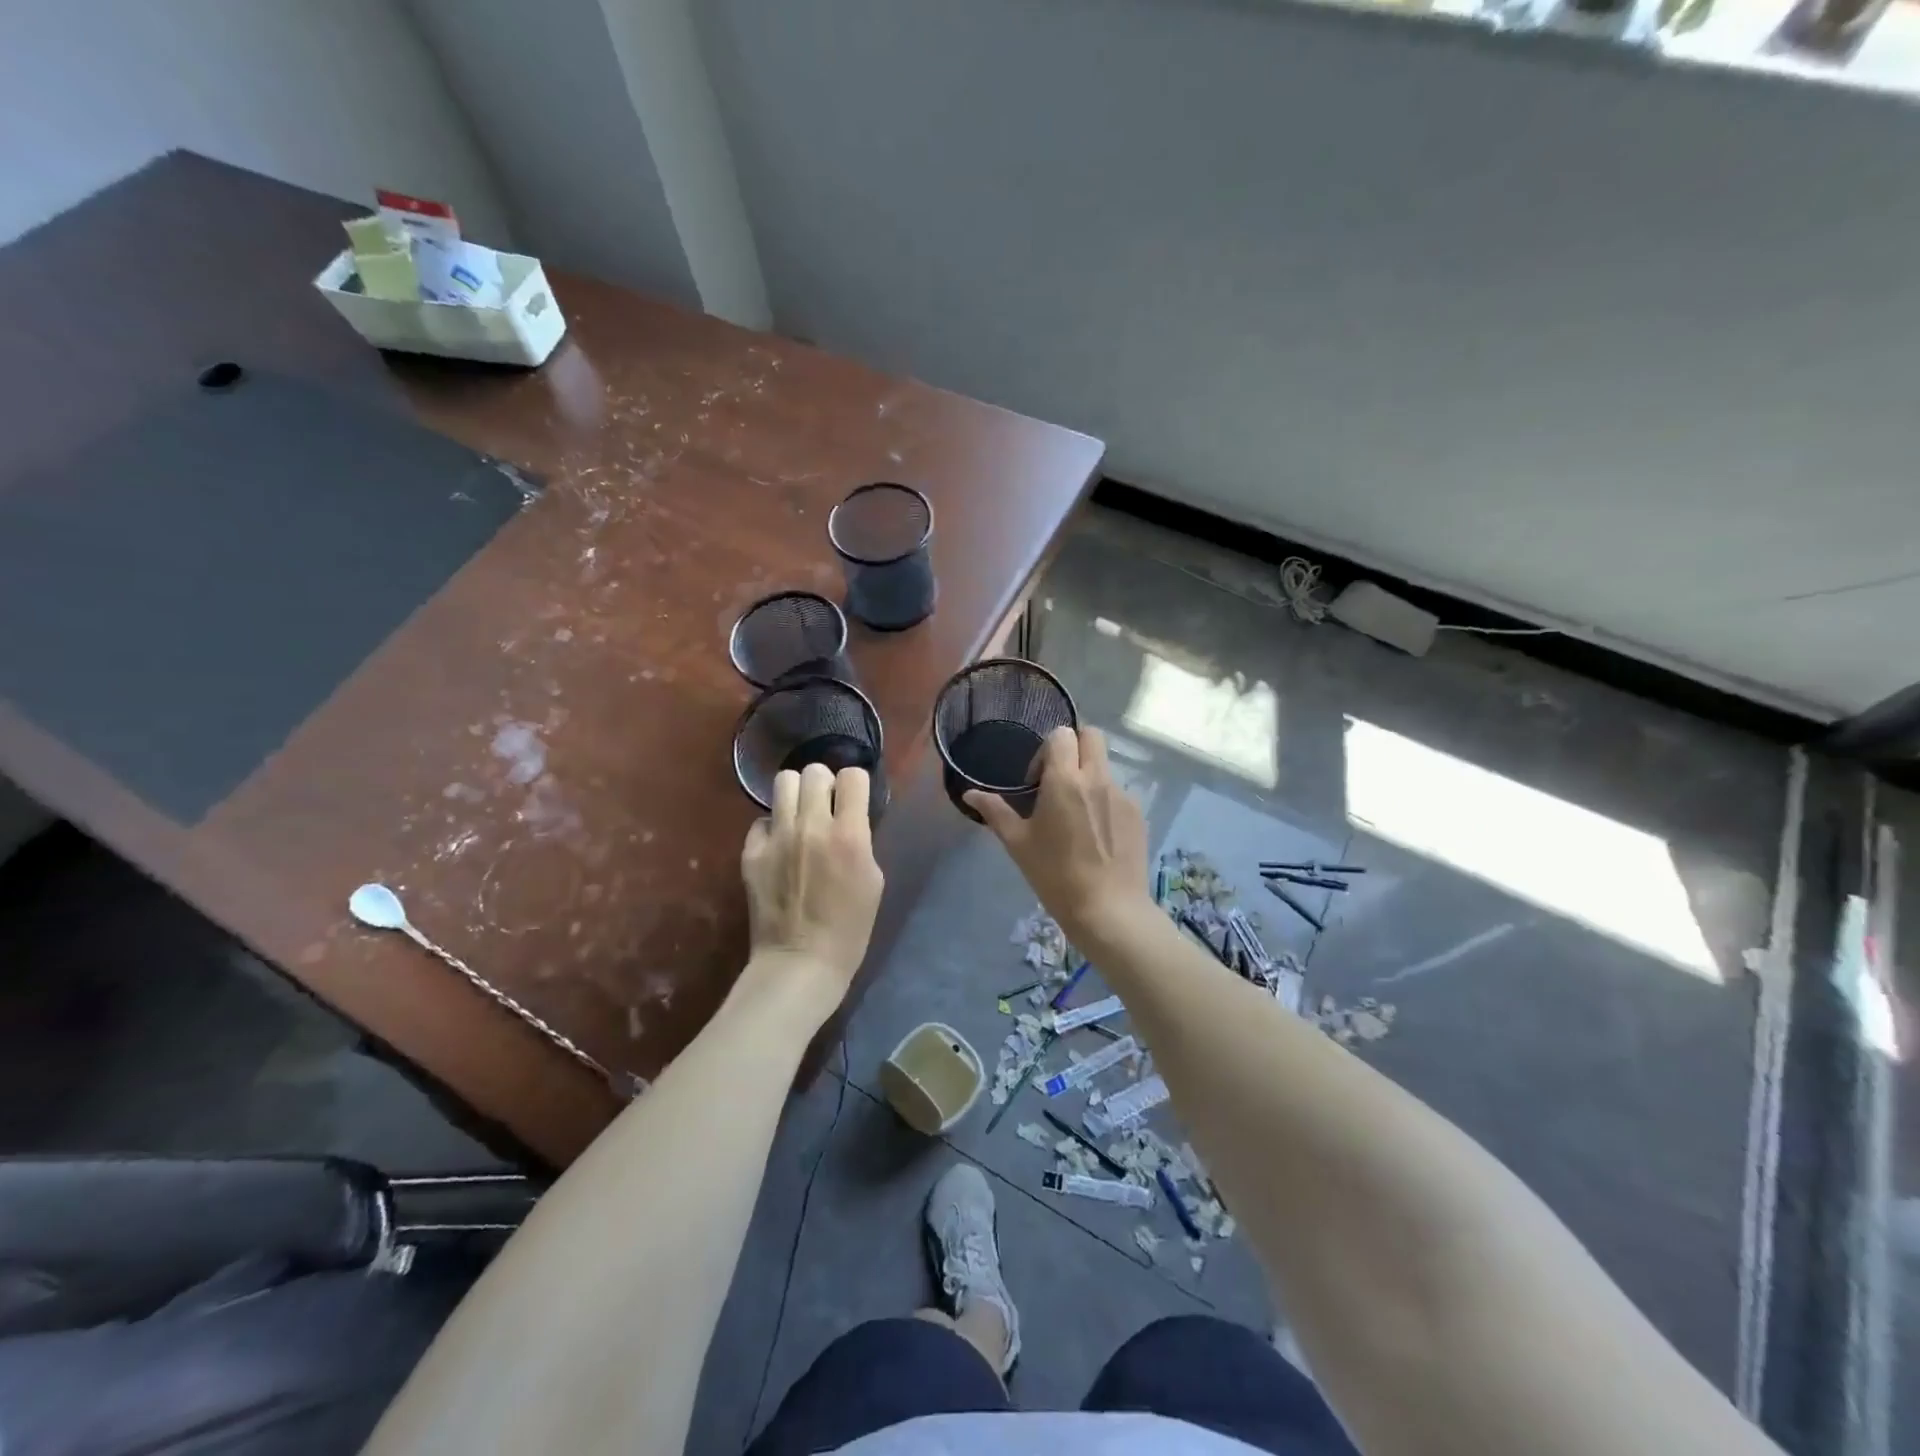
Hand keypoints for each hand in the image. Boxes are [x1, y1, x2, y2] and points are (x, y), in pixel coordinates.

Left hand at [739, 763, 883, 1016]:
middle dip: (824, 783)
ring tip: (800, 814)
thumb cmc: (849, 930)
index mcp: (849, 835)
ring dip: (796, 794)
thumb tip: (848, 819)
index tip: (854, 798)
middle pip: (814, 771)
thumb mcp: (873, 881)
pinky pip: (761, 820)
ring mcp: (777, 838)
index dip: (856, 784)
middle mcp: (811, 826)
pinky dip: (772, 827)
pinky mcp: (751, 853)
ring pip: (783, 782)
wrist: (800, 964)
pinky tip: (780, 845)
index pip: (853, 776)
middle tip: (826, 804)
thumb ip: (861, 840)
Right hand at [965, 726, 1149, 945]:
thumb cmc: (1055, 875)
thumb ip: (995, 812)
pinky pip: (1118, 793)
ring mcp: (1123, 795)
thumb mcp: (1018, 843)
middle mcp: (1098, 778)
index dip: (1046, 750)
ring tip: (1077, 816)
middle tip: (1059, 780)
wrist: (1108, 909)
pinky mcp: (1139, 814)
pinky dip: (1104, 801)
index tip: (1037, 780)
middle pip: (1091, 736)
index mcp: (1065, 780)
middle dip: (1074, 747)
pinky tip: (1096, 836)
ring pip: (1105, 766)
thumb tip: (970, 794)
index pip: (1061, 735)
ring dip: (1089, 776)